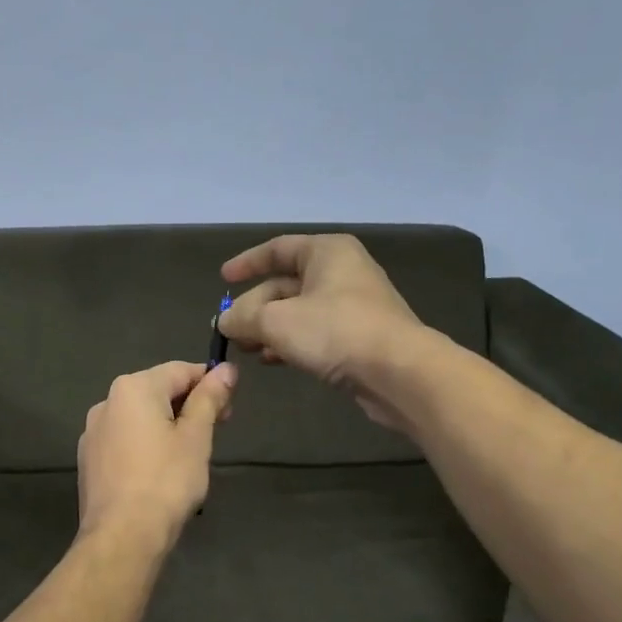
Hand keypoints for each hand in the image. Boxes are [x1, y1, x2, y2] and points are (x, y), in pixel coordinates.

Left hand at [77, 361, 236, 545]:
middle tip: (215, 432)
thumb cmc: (166, 481)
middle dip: (188, 405)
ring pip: (139, 417)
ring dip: (166, 425)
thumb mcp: (196, 437)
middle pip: (157, 391)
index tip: (230, 406)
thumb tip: (226, 369)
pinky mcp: (88, 459)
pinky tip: (158, 471)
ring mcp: (92, 432)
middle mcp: (106, 402)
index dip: (210, 382)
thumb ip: (209, 399)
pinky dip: (145, 445)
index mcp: (133, 388)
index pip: (180, 370)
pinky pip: (124, 440)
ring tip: (188, 455)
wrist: (122, 535)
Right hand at [218, 234, 424, 428]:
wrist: (398, 372)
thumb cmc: (335, 331)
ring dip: (269, 329)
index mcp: (326, 252)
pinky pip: (315, 332)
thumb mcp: (276, 321)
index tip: (223, 279)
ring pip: (299, 311)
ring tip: (247, 350)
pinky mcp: (359, 336)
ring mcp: (353, 305)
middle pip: (285, 284)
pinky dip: (291, 342)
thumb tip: (224, 321)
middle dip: (254, 307)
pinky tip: (273, 361)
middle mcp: (342, 272)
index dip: (247, 263)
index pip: (278, 249)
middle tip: (230, 331)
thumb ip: (243, 318)